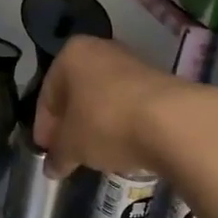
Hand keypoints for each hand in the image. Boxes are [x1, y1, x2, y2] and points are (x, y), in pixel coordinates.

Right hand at [33, 36, 204, 177]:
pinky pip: (129, 105)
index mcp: (71, 55)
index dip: (44, 126)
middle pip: (77, 92)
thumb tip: (51, 168)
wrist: (173, 122)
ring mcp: (134, 63)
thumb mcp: (72, 146)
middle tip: (68, 152)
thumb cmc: (106, 124)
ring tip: (95, 152)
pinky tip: (122, 145)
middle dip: (71, 122)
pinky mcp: (160, 81)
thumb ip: (58, 156)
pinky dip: (121, 123)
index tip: (46, 151)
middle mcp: (101, 50)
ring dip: (97, 123)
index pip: (47, 94)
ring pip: (104, 97)